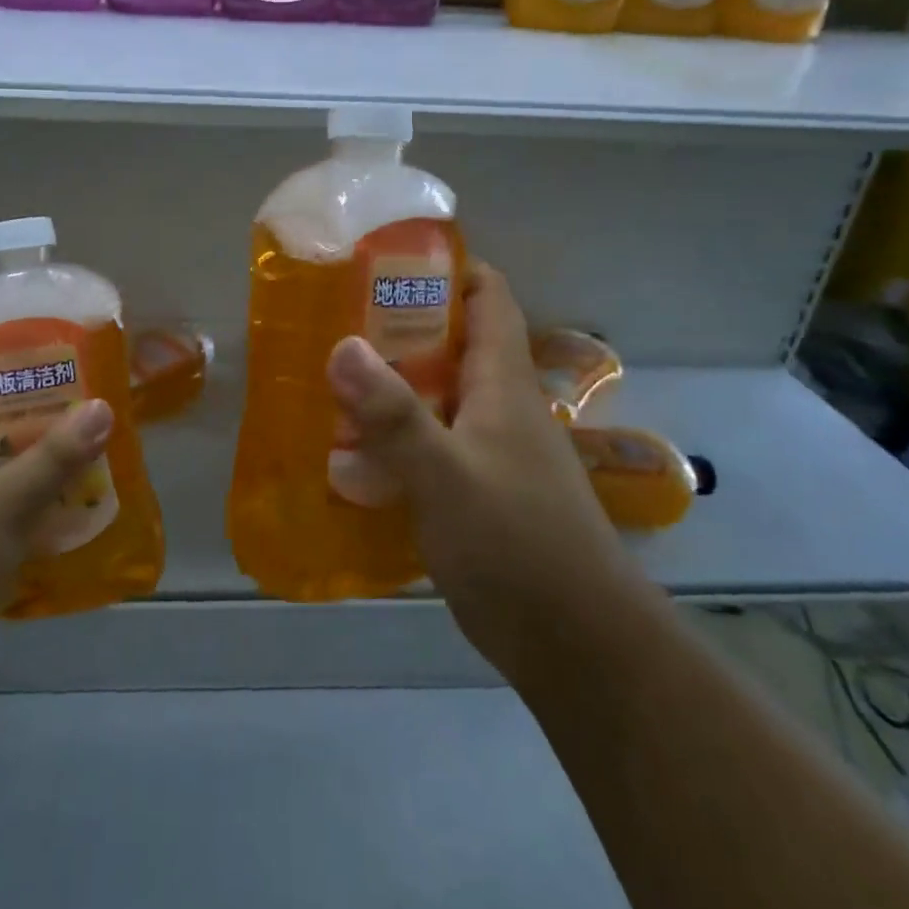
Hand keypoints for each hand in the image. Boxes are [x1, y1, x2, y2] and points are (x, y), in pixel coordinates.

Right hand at [326, 262, 637, 673]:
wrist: (578, 648)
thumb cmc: (516, 545)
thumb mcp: (445, 475)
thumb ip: (392, 414)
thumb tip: (340, 345)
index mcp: (503, 383)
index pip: (487, 296)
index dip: (446, 267)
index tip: (385, 260)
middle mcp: (502, 406)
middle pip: (453, 343)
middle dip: (398, 326)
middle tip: (335, 322)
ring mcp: (494, 451)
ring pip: (439, 395)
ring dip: (392, 385)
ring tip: (331, 382)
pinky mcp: (482, 492)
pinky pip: (434, 443)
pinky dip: (397, 437)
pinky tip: (354, 453)